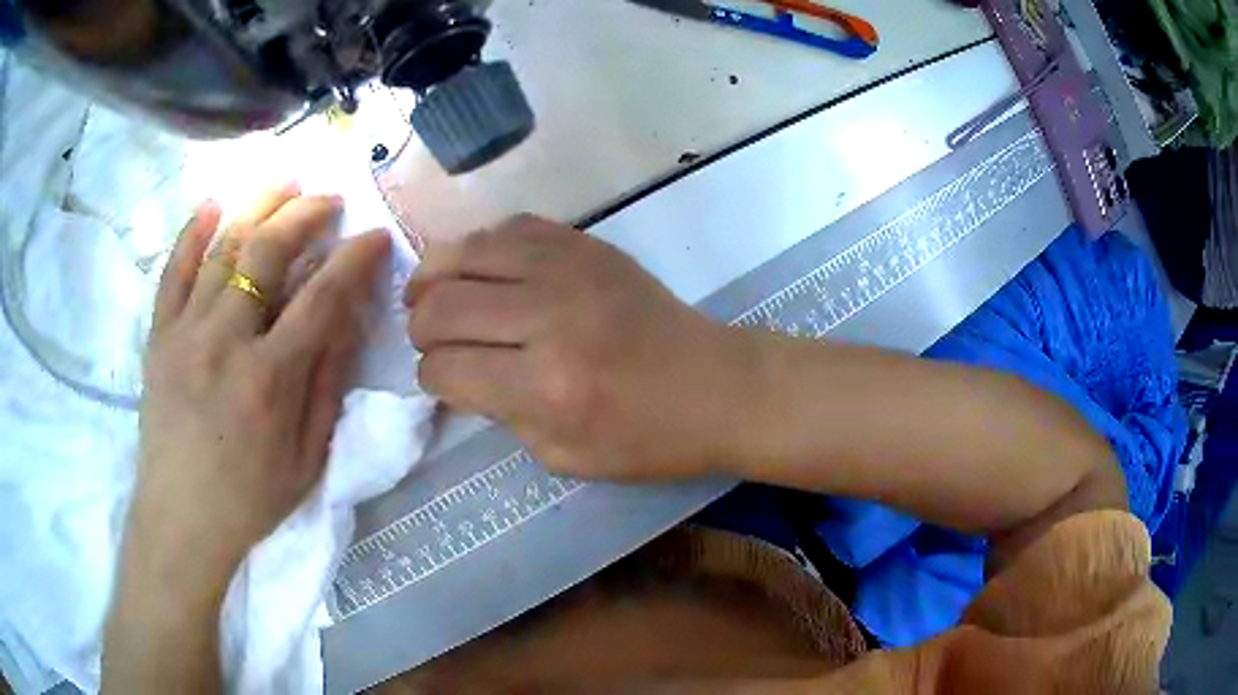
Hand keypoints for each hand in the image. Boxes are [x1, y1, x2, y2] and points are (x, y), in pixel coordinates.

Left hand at [130, 186, 390, 585]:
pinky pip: (172, 272)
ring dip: (256, 208)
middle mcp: (224, 343)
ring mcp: (184, 334)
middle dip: (304, 215)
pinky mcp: (158, 337)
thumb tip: (347, 320)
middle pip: (267, 254)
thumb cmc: (250, 499)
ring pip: (222, 249)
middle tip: (328, 198)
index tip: (375, 236)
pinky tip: (211, 204)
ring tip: (283, 182)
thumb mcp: (307, 459)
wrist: (180, 520)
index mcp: (268, 380)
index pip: (321, 299)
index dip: (353, 261)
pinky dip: (191, 233)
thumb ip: (327, 385)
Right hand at [406, 215, 750, 480]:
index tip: (439, 379)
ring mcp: (568, 269)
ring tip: (431, 294)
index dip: (429, 378)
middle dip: (420, 327)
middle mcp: (549, 318)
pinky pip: (510, 227)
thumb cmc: (646, 438)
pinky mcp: (586, 244)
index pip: (445, 368)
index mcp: (545, 388)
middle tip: (429, 339)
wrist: (716, 385)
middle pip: (442, 305)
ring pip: (465, 252)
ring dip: (435, 276)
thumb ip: (499, 414)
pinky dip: (480, 247)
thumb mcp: (562, 456)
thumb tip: (456, 373)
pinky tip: (480, 269)